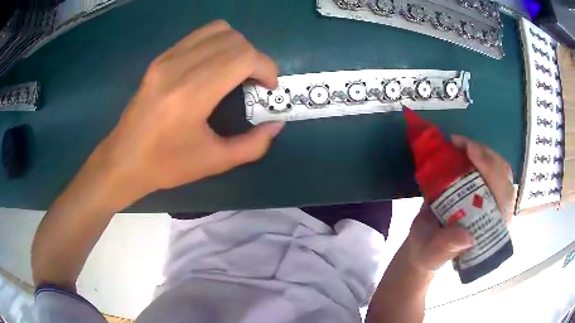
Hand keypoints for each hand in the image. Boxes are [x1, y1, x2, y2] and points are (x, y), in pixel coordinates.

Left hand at [96, 20, 283, 205]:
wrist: (124, 159)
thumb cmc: (166, 165)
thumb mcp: (214, 162)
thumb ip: (253, 145)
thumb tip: (276, 124)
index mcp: (192, 94)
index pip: (243, 56)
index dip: (266, 67)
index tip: (268, 87)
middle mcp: (179, 67)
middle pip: (235, 40)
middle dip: (255, 58)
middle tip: (254, 82)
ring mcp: (167, 58)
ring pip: (218, 30)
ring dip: (237, 46)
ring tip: (236, 70)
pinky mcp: (161, 58)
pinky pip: (199, 35)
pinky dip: (218, 43)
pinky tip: (215, 66)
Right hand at [398, 135, 514, 275]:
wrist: (423, 246)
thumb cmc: (428, 253)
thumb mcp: (433, 254)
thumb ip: (447, 248)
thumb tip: (467, 237)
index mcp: (491, 231)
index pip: (503, 198)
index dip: (492, 172)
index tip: (472, 152)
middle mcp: (496, 213)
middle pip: (503, 177)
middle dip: (487, 156)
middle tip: (462, 144)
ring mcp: (490, 199)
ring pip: (497, 168)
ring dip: (481, 151)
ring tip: (459, 143)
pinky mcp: (481, 189)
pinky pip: (486, 166)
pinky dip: (475, 153)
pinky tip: (460, 147)